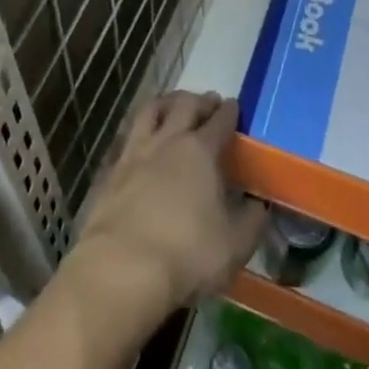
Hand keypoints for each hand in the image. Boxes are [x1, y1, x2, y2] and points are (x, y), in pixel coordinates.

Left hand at [67, 92, 266, 329]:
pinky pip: (127, 138)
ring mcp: (134, 153)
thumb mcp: (234, 245)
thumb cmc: (187, 254)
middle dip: (199, 100)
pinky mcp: (110, 171)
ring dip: (165, 103)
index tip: (234, 105)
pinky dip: (139, 132)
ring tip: (172, 105)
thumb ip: (251, 221)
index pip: (219, 122)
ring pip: (150, 111)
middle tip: (208, 101)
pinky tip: (141, 142)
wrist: (122, 267)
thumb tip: (259, 204)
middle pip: (184, 106)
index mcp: (200, 152)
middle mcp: (167, 141)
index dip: (230, 112)